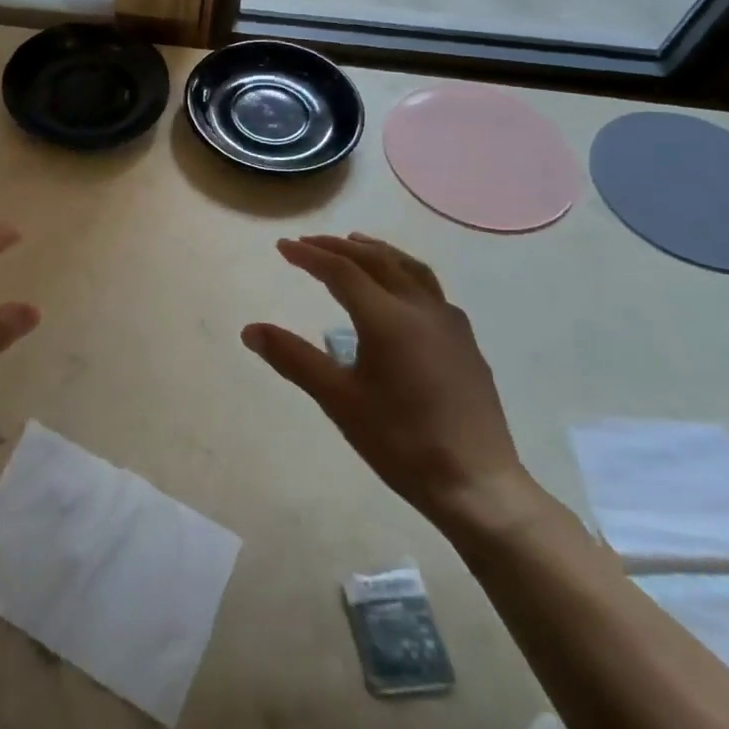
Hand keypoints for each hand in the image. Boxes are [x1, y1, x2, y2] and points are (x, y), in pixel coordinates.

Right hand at [242, 233, 539, 534]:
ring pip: (409, 268)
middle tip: (308, 243)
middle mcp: (421, 308)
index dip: (309, 256)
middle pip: (376, 260)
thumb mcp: (338, 400)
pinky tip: (399, 290)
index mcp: (388, 319)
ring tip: (355, 244)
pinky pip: (430, 288)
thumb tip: (250, 330)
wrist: (477, 485)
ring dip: (377, 251)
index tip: (283, 246)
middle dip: (339, 247)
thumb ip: (293, 359)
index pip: (341, 271)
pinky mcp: (465, 341)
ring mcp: (449, 323)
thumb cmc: (400, 442)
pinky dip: (403, 271)